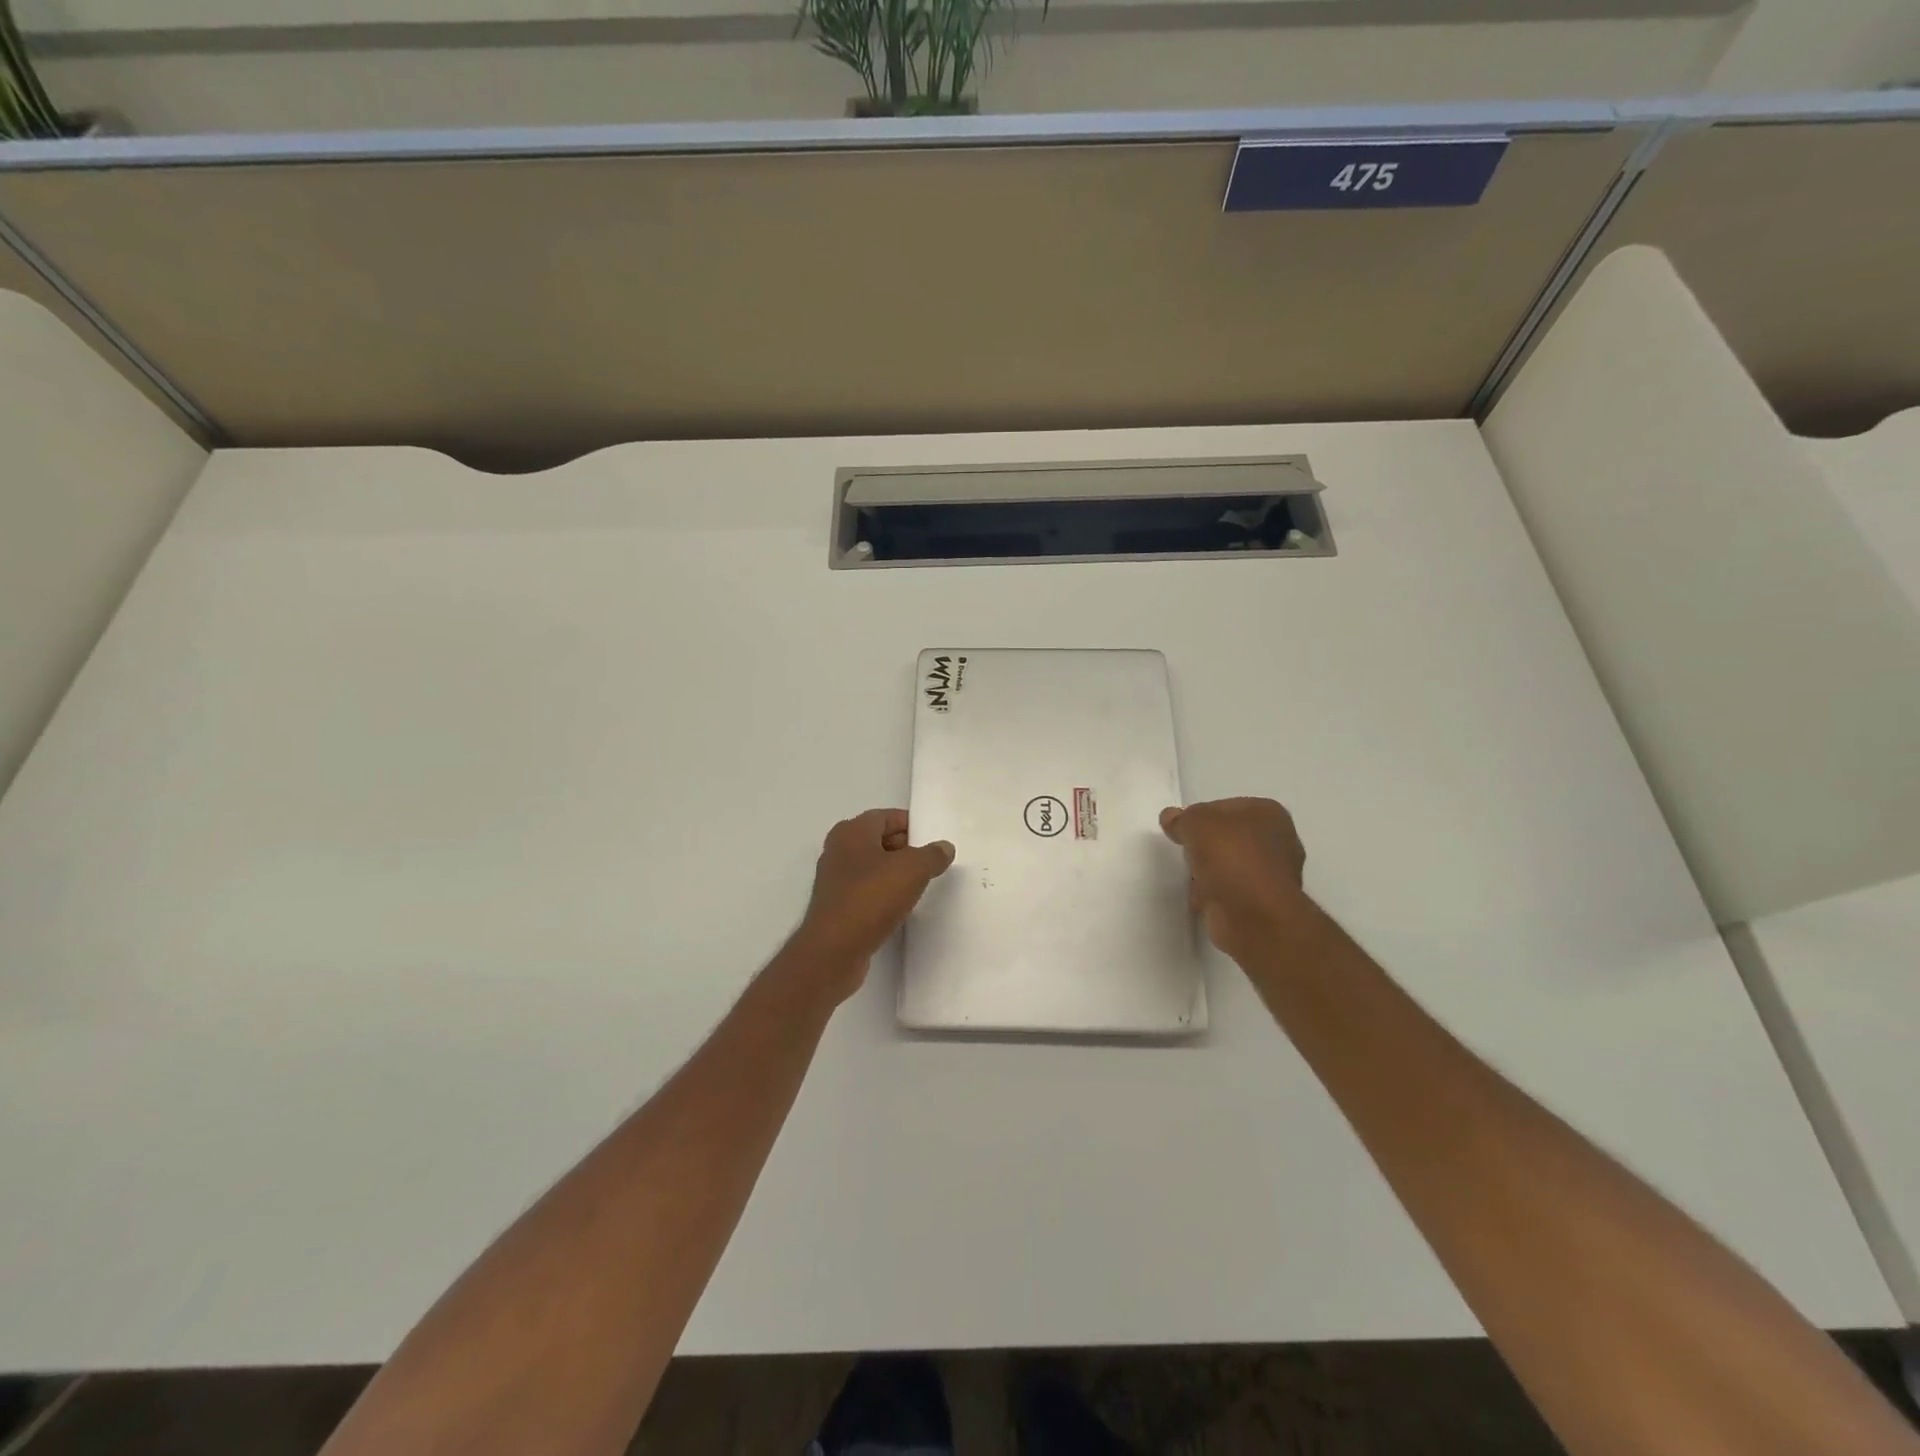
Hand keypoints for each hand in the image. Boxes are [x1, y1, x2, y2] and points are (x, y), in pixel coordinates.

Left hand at [789, 809, 955, 1001]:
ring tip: (920, 885)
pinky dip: (883, 894)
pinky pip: (866, 891)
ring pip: (872, 867)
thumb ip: (932, 854)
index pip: (886, 816)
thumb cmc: (872, 897)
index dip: (911, 825)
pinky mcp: (836, 906)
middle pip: (878, 840)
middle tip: (931, 862)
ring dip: (894, 873)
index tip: (933, 839)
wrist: (834, 950)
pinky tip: (900, 907)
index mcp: (852, 831)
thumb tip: (944, 847)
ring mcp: (834, 879)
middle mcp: (838, 850)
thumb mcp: (913, 869)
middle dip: (905, 849)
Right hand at [1160, 797, 1309, 962]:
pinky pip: (1231, 891)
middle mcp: (1278, 841)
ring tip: (1191, 877)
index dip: (1200, 816)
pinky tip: (1200, 898)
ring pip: (1230, 865)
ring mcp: (1273, 875)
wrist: (1253, 914)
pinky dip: (1215, 894)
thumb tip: (1171, 817)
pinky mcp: (1263, 903)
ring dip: (1210, 871)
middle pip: (1229, 837)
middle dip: (1206, 845)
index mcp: (1269, 814)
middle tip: (1186, 851)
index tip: (1182, 829)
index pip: (1226, 807)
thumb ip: (1182, 818)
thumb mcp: (1196, 823)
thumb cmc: (1230, 856)